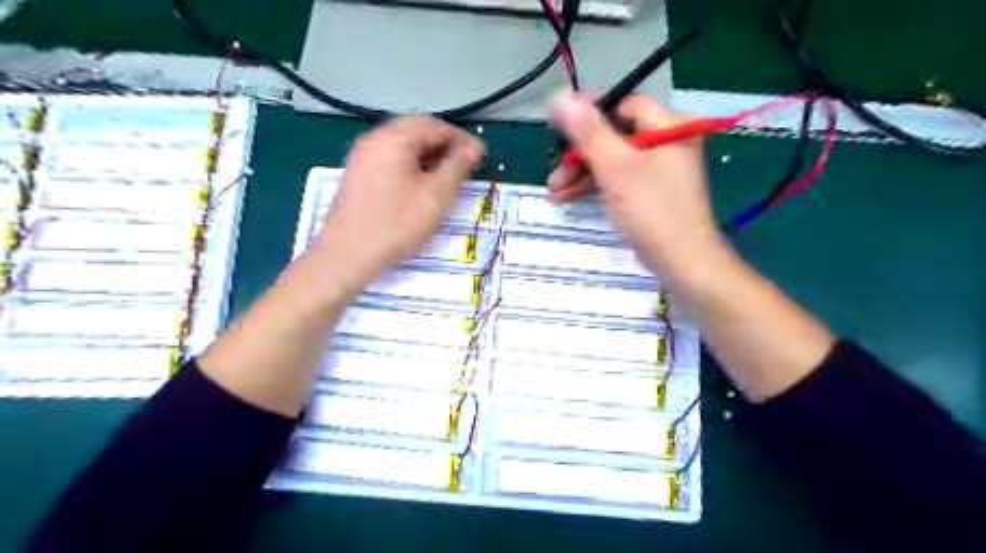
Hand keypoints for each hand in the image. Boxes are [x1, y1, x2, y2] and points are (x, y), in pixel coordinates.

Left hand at [310, 115, 484, 295]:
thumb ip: (457, 166)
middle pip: (417, 131)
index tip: (481, 156)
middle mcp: (375, 139)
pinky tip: (422, 185)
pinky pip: (390, 159)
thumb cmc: (397, 224)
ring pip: (403, 146)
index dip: (462, 139)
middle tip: (466, 165)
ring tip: (448, 176)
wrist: (347, 255)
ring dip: (428, 155)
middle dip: (445, 145)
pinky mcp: (358, 174)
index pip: (435, 126)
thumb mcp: (436, 195)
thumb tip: (474, 146)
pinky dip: (411, 165)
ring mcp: (362, 156)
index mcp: (394, 138)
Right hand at [546, 96, 721, 277]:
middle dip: (579, 154)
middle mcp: (665, 142)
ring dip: (580, 174)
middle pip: (613, 135)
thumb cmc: (652, 210)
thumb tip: (561, 97)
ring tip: (553, 192)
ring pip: (611, 160)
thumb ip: (589, 132)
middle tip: (554, 170)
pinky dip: (594, 186)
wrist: (681, 261)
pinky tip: (568, 197)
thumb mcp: (616, 168)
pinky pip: (617, 178)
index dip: (589, 111)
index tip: (556, 122)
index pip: (623, 105)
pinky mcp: (649, 191)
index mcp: (668, 126)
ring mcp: (658, 168)